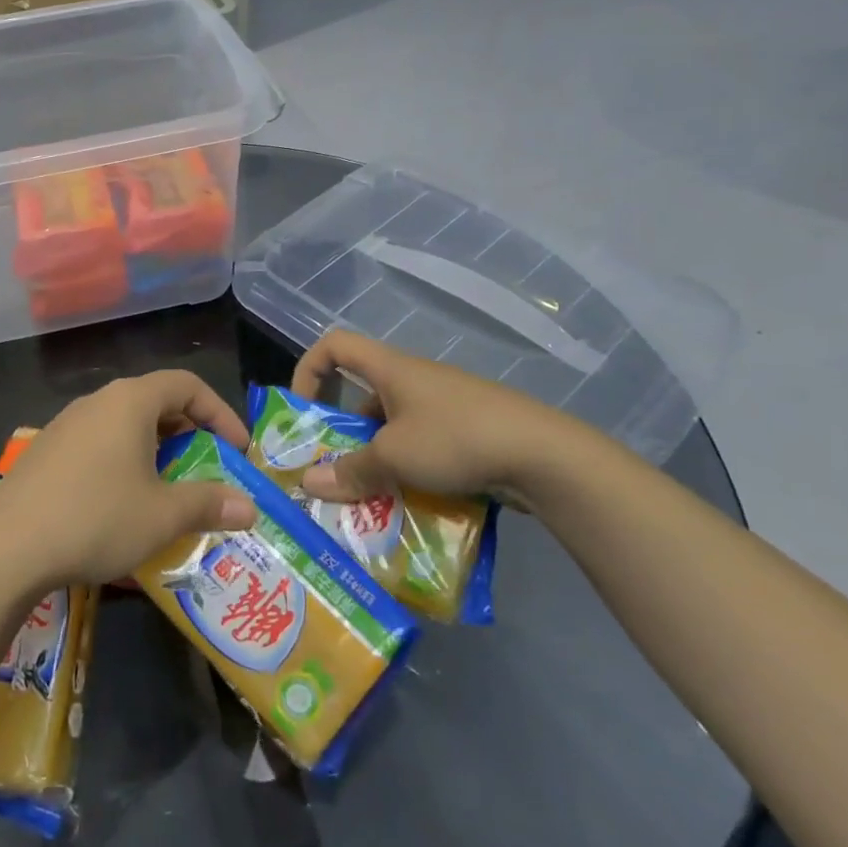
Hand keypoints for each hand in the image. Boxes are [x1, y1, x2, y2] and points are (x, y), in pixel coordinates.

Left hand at [0, 371, 257, 588]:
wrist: (7, 547)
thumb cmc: (96, 518)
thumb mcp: (162, 516)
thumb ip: (208, 505)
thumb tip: (249, 508)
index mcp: (130, 401)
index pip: (187, 385)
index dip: (220, 412)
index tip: (238, 450)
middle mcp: (97, 401)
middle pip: (155, 401)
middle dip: (189, 432)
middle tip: (207, 468)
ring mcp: (66, 424)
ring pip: (125, 424)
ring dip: (155, 449)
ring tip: (168, 487)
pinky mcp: (46, 451)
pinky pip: (98, 443)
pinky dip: (124, 460)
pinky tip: (122, 501)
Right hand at [290, 330, 593, 508]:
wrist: (544, 455)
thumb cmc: (456, 439)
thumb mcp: (394, 457)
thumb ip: (350, 471)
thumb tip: (308, 483)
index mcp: (390, 369)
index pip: (334, 344)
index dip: (309, 368)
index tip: (303, 407)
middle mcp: (413, 379)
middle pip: (361, 393)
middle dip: (341, 430)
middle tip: (331, 467)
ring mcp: (443, 405)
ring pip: (392, 425)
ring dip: (375, 456)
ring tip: (368, 496)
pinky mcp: (467, 430)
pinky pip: (421, 444)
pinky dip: (407, 468)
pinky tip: (408, 502)